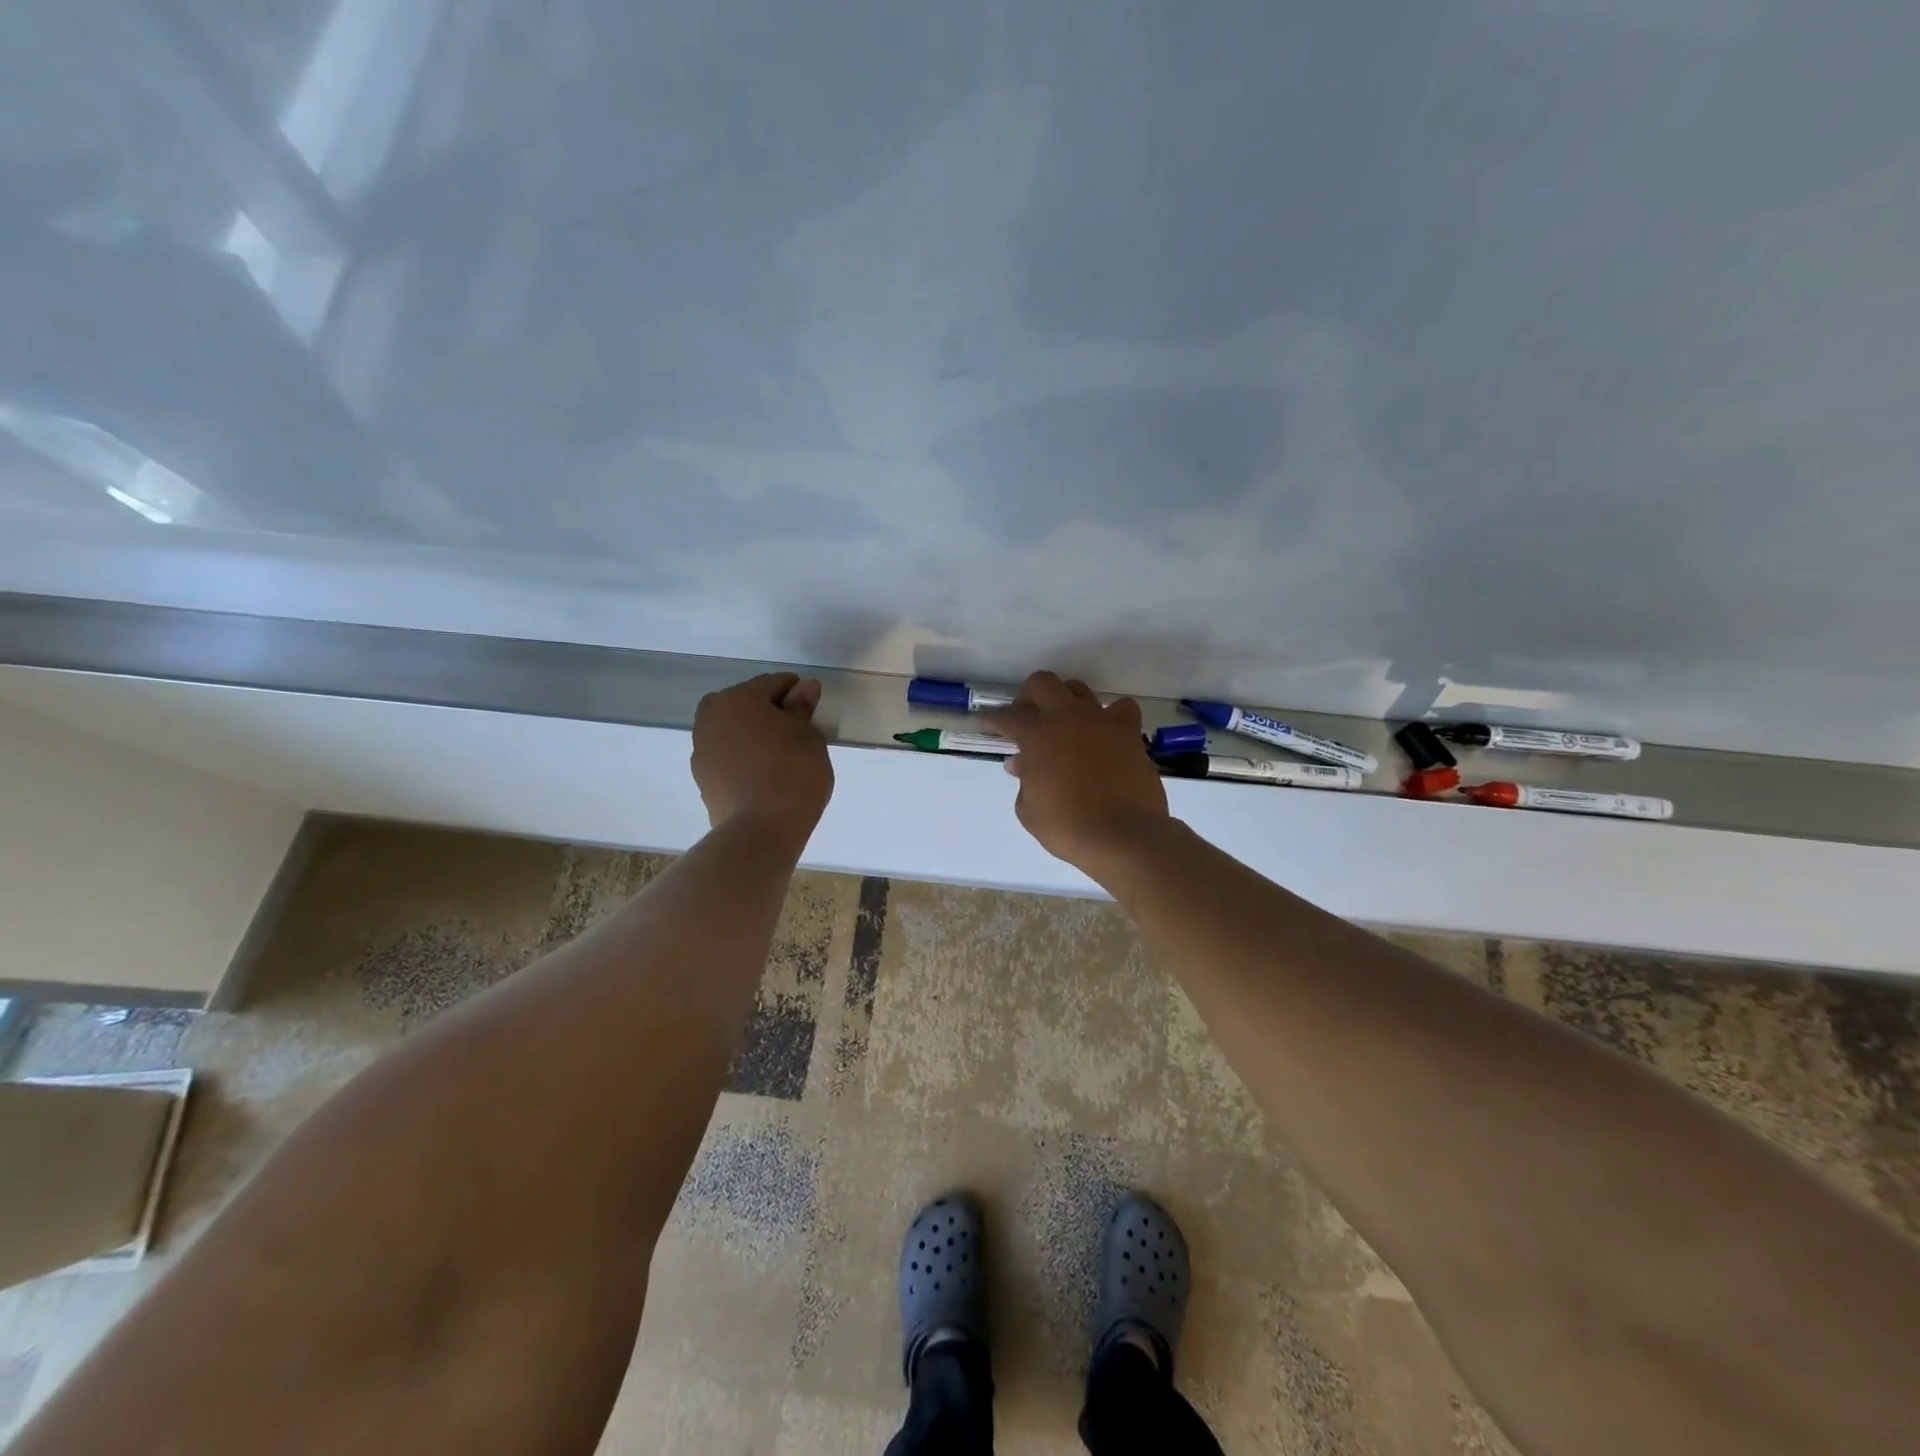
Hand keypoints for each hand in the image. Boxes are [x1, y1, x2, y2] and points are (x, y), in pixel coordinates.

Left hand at [691, 673, 833, 834]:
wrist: (761, 828)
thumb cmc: (793, 772)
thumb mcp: (808, 736)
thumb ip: (802, 708)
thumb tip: (804, 687)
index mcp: (739, 698)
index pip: (773, 684)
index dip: (796, 692)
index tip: (811, 706)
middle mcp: (712, 716)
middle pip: (744, 703)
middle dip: (767, 710)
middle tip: (794, 729)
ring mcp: (702, 748)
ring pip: (731, 729)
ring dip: (750, 733)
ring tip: (777, 752)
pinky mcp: (702, 777)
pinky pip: (726, 754)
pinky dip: (741, 755)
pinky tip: (761, 771)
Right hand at [985, 672, 1169, 873]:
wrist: (1123, 835)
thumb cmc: (1067, 826)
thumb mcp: (1029, 810)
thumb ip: (1024, 781)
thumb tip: (1022, 764)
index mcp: (1037, 735)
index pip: (1007, 717)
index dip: (993, 721)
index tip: (987, 725)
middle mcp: (1067, 718)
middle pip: (1042, 683)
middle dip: (1028, 696)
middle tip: (1026, 717)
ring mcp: (1101, 721)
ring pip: (1078, 689)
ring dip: (1065, 700)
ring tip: (1063, 722)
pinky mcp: (1129, 732)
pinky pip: (1121, 708)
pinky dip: (1111, 715)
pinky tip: (1105, 731)